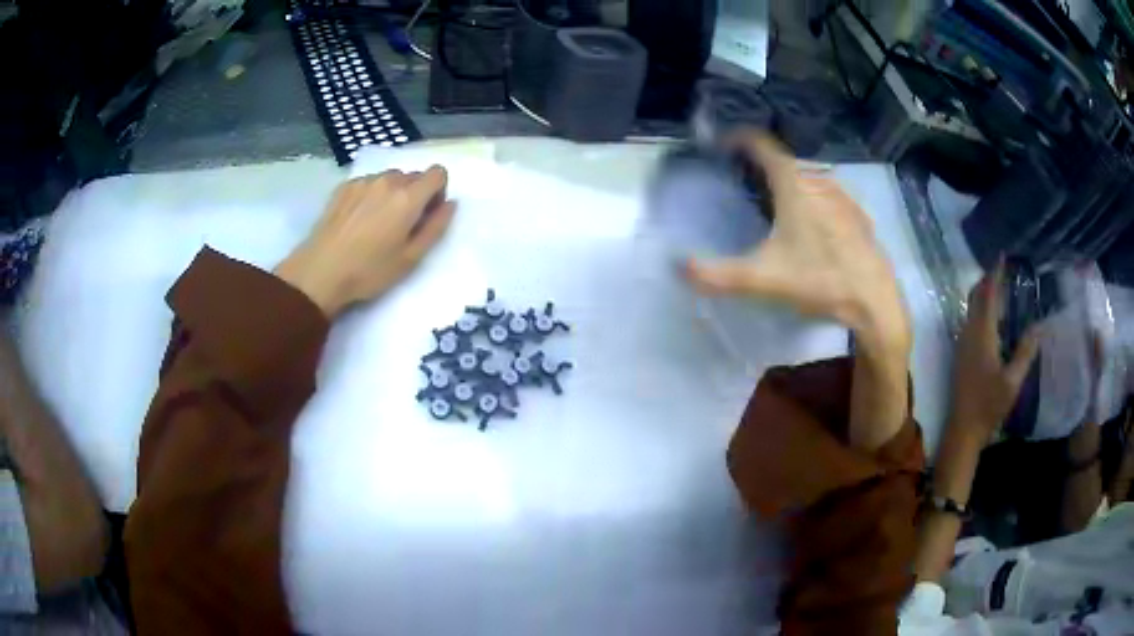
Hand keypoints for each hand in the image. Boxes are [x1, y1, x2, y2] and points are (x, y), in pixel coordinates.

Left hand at [274, 166, 455, 317]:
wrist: (321, 271)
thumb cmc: (370, 271)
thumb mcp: (411, 258)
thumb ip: (436, 227)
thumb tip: (451, 204)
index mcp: (408, 197)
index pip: (438, 173)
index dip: (438, 192)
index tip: (426, 214)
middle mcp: (388, 181)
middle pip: (414, 175)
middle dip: (415, 194)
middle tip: (401, 225)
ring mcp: (363, 181)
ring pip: (390, 178)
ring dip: (393, 193)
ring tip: (377, 222)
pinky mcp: (344, 187)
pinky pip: (369, 182)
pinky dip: (371, 194)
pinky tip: (358, 220)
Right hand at [685, 130, 909, 353]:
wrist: (874, 302)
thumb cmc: (819, 281)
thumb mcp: (763, 280)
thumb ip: (717, 274)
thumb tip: (678, 266)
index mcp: (794, 185)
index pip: (762, 145)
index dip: (739, 139)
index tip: (722, 146)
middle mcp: (819, 181)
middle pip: (784, 162)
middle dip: (762, 167)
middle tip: (745, 185)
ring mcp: (843, 197)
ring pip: (809, 178)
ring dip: (790, 183)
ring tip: (777, 205)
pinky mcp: (859, 216)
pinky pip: (829, 195)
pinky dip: (814, 199)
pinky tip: (814, 226)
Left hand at [949, 261, 1040, 442]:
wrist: (962, 431)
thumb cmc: (989, 407)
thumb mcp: (1013, 382)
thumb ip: (1025, 352)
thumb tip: (1039, 325)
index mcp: (981, 334)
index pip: (988, 294)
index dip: (995, 273)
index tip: (1002, 256)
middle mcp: (968, 333)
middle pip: (976, 296)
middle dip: (988, 279)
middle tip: (1004, 269)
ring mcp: (962, 344)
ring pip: (972, 309)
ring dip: (985, 295)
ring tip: (1003, 288)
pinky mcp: (961, 355)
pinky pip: (971, 321)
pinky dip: (982, 311)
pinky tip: (995, 318)